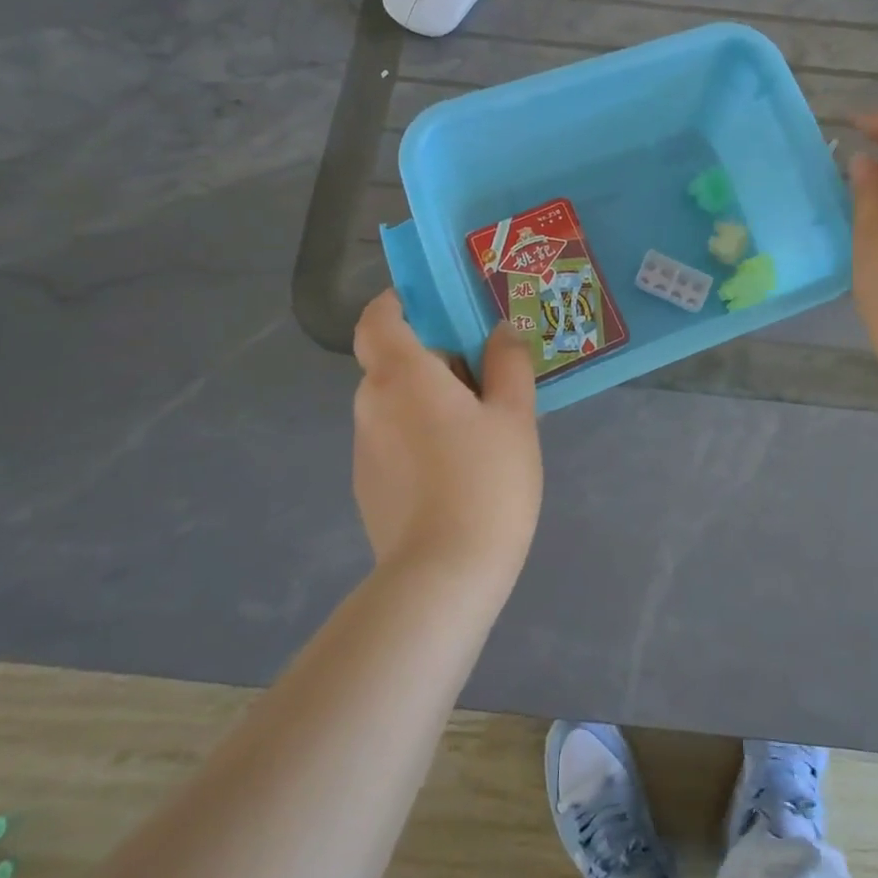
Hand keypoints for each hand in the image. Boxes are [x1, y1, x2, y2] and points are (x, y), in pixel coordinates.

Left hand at [351, 291, 543, 583]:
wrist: (444, 575)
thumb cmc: (486, 480)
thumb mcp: (514, 415)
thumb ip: (508, 363)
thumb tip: (499, 331)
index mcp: (402, 376)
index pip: (378, 319)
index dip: (398, 302)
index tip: (436, 304)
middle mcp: (371, 404)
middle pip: (394, 361)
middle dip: (436, 358)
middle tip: (487, 376)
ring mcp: (364, 449)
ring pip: (397, 403)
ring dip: (431, 400)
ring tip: (484, 428)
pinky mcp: (367, 486)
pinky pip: (395, 440)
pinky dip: (422, 436)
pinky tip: (462, 469)